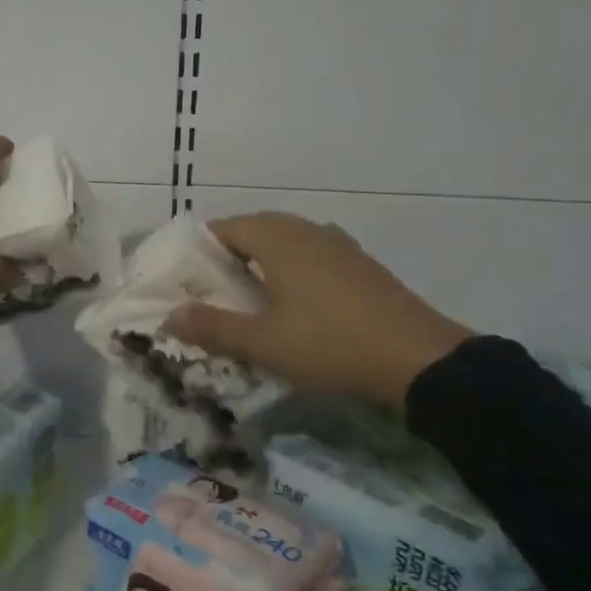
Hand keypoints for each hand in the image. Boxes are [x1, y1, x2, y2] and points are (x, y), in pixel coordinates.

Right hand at [164, 213, 474, 406]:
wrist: (421, 361)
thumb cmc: (329, 344)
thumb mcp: (262, 342)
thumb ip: (212, 327)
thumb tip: (169, 317)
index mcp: (277, 237)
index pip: (224, 228)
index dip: (198, 251)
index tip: (184, 279)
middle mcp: (306, 230)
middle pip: (254, 231)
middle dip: (228, 257)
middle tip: (210, 292)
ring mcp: (339, 246)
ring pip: (285, 243)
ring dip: (261, 264)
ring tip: (247, 299)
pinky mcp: (361, 266)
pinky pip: (312, 257)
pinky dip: (291, 272)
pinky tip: (293, 305)